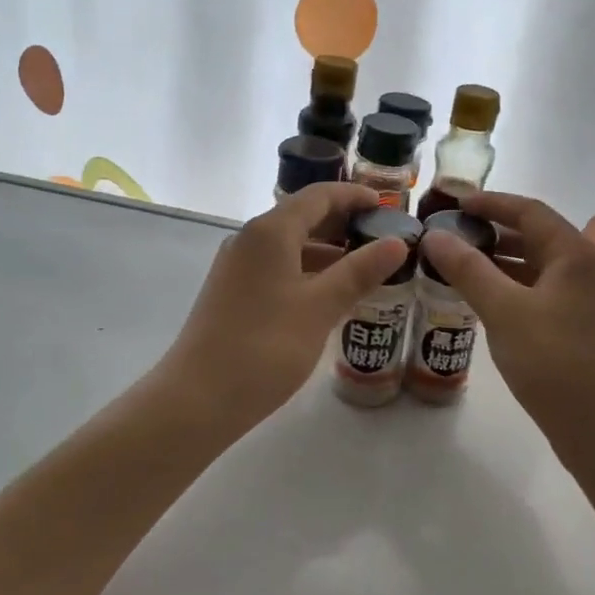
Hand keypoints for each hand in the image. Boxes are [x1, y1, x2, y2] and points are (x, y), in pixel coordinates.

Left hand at [155, 182, 408, 431]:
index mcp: (270, 232)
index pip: (319, 196)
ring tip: (365, 268)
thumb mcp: (321, 307)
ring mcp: (237, 267)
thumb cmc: (265, 347)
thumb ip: (359, 271)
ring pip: (290, 245)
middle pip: (302, 217)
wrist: (198, 398)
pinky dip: (307, 271)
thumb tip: (397, 243)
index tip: (387, 207)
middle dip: (343, 223)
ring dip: (327, 251)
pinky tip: (329, 295)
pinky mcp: (232, 292)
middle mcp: (249, 239)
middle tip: (382, 238)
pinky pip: (277, 267)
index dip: (354, 197)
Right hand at [420, 191, 594, 445]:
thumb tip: (434, 235)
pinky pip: (537, 292)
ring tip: (453, 264)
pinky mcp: (577, 325)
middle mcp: (585, 268)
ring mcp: (584, 299)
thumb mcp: (505, 311)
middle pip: (533, 235)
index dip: (489, 202)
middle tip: (445, 235)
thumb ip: (468, 269)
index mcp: (575, 253)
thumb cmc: (556, 363)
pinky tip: (478, 299)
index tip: (451, 203)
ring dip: (496, 261)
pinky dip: (508, 288)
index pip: (528, 210)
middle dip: (489, 232)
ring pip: (533, 266)